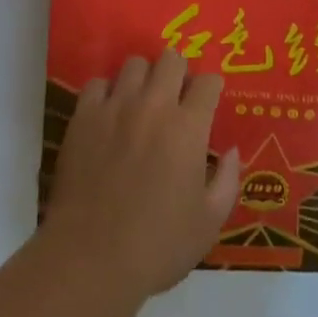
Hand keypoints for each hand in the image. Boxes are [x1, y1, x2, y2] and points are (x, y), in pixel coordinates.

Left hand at [42, 51, 241, 307]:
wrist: (91, 257)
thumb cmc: (157, 245)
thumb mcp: (209, 223)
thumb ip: (228, 181)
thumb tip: (233, 151)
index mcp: (188, 128)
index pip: (208, 82)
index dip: (211, 88)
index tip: (208, 101)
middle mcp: (154, 105)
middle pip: (171, 59)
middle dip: (179, 72)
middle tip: (177, 96)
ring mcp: (116, 107)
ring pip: (134, 63)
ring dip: (144, 77)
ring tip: (142, 100)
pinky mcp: (84, 116)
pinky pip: (97, 83)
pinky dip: (107, 92)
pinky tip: (109, 113)